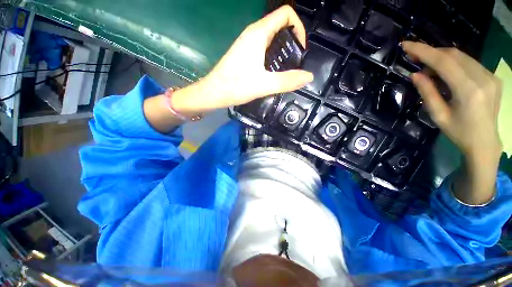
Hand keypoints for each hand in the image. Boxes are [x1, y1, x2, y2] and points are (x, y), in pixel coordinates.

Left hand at [172, 5, 313, 114]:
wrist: (213, 92)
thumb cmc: (235, 87)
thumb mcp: (264, 85)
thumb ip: (287, 81)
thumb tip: (308, 76)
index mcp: (258, 34)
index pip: (286, 14)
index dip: (298, 28)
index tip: (300, 50)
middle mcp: (253, 33)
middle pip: (280, 25)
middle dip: (293, 41)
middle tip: (296, 63)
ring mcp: (248, 43)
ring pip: (272, 37)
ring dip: (283, 50)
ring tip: (287, 69)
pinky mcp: (245, 53)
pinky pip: (264, 48)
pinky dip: (274, 56)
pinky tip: (274, 71)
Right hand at [402, 41, 502, 204]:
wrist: (485, 142)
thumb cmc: (459, 132)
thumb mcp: (438, 115)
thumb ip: (428, 92)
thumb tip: (415, 74)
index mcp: (469, 91)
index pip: (444, 62)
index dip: (423, 51)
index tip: (406, 45)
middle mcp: (483, 78)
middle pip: (454, 55)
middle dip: (431, 52)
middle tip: (414, 58)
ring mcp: (491, 76)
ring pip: (462, 56)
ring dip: (441, 58)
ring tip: (428, 69)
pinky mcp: (493, 77)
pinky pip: (469, 62)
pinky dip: (453, 63)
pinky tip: (445, 73)